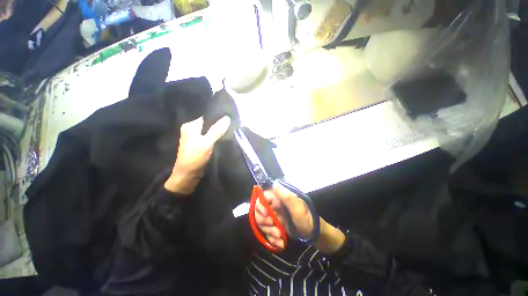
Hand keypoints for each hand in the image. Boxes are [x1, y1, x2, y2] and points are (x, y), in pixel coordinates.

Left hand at [165, 116, 230, 193]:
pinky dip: (215, 136)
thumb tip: (227, 118)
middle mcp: (191, 130)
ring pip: (209, 130)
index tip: (228, 115)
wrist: (188, 174)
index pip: (205, 116)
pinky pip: (208, 137)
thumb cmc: (195, 157)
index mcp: (190, 126)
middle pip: (207, 123)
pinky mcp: (199, 144)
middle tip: (230, 122)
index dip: (217, 116)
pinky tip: (223, 136)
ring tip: (229, 128)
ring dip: (217, 130)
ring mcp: (195, 137)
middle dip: (218, 123)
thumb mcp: (207, 142)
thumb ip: (217, 130)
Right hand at [255, 182, 345, 253]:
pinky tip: (280, 241)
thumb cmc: (308, 220)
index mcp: (281, 198)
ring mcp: (277, 216)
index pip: (264, 197)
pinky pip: (268, 230)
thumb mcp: (298, 209)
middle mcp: (277, 205)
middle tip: (272, 227)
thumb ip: (286, 196)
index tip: (265, 215)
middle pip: (260, 210)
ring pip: (263, 222)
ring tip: (279, 236)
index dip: (261, 205)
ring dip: (269, 231)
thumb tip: (275, 183)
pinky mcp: (277, 225)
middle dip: (264, 221)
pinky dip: (272, 237)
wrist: (316, 236)